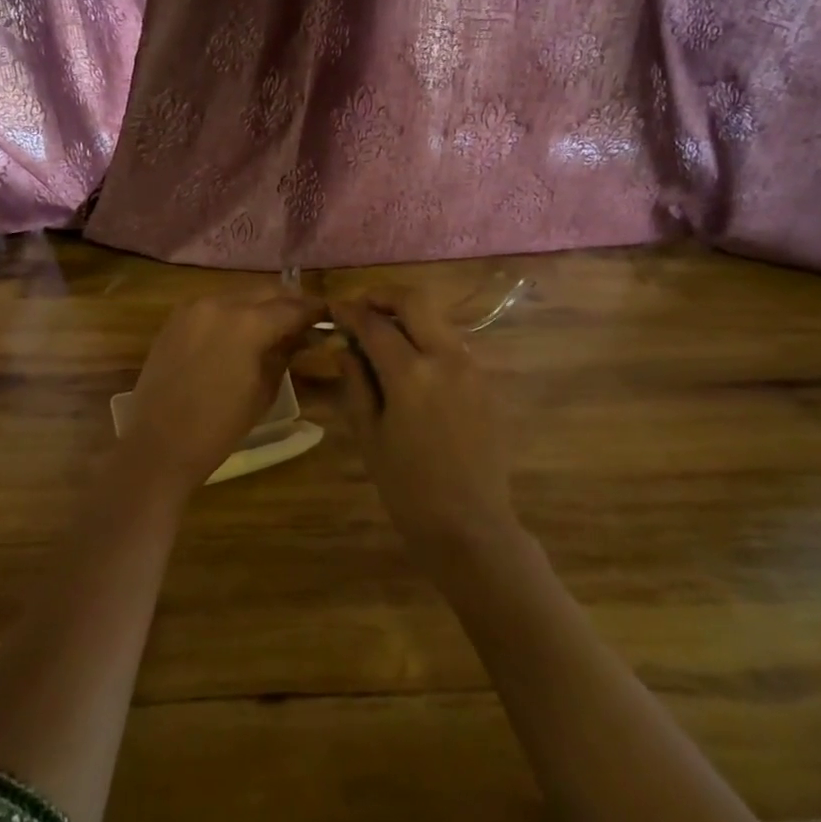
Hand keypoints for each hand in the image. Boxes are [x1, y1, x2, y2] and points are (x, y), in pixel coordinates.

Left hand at [121, 288, 323, 490]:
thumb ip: (285, 354)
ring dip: (259, 305)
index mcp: (248, 324)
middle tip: (303, 320)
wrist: (159, 444)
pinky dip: (232, 312)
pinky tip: (239, 332)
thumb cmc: (220, 426)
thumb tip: (301, 336)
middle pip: (265, 291)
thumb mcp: (264, 391)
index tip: (328, 315)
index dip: (314, 311)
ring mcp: (193, 308)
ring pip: (238, 295)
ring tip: (273, 325)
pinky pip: (213, 305)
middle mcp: (221, 304)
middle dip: (287, 302)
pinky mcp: (175, 319)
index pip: (293, 307)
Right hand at [331, 290, 516, 555]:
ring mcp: (472, 368)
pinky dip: (428, 340)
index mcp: (411, 374)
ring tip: (382, 335)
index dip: (350, 312)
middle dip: (384, 296)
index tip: (334, 309)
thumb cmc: (407, 487)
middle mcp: (446, 359)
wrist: (470, 525)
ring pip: (437, 320)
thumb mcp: (369, 435)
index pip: (375, 325)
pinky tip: (411, 364)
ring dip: (408, 316)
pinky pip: (453, 345)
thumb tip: (345, 347)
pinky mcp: (486, 382)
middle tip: (361, 307)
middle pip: (415, 301)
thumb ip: (356, 383)